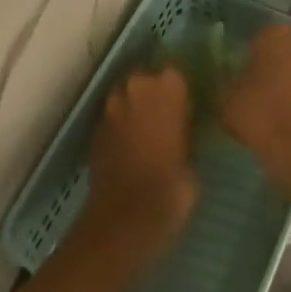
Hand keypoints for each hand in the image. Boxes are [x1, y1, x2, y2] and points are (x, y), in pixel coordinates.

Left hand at [83, 66, 199, 269]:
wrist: (124, 219)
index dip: (182, 89)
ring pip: (127, 96)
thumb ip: (188, 130)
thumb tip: (186, 124)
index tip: (190, 104)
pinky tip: (133, 146)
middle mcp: (135, 89)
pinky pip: (114, 118)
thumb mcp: (194, 157)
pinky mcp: (95, 129)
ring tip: (151, 131)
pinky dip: (123, 125)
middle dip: (156, 93)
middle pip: (147, 79)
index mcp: (166, 88)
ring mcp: (111, 108)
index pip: (176, 72)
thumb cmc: (171, 187)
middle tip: (171, 117)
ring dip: (137, 108)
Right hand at [220, 26, 290, 200]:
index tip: (244, 69)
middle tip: (260, 80)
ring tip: (279, 96)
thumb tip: (227, 80)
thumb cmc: (260, 114)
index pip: (259, 36)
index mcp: (275, 36)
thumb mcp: (227, 99)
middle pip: (285, 45)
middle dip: (276, 58)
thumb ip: (227, 83)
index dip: (251, 53)